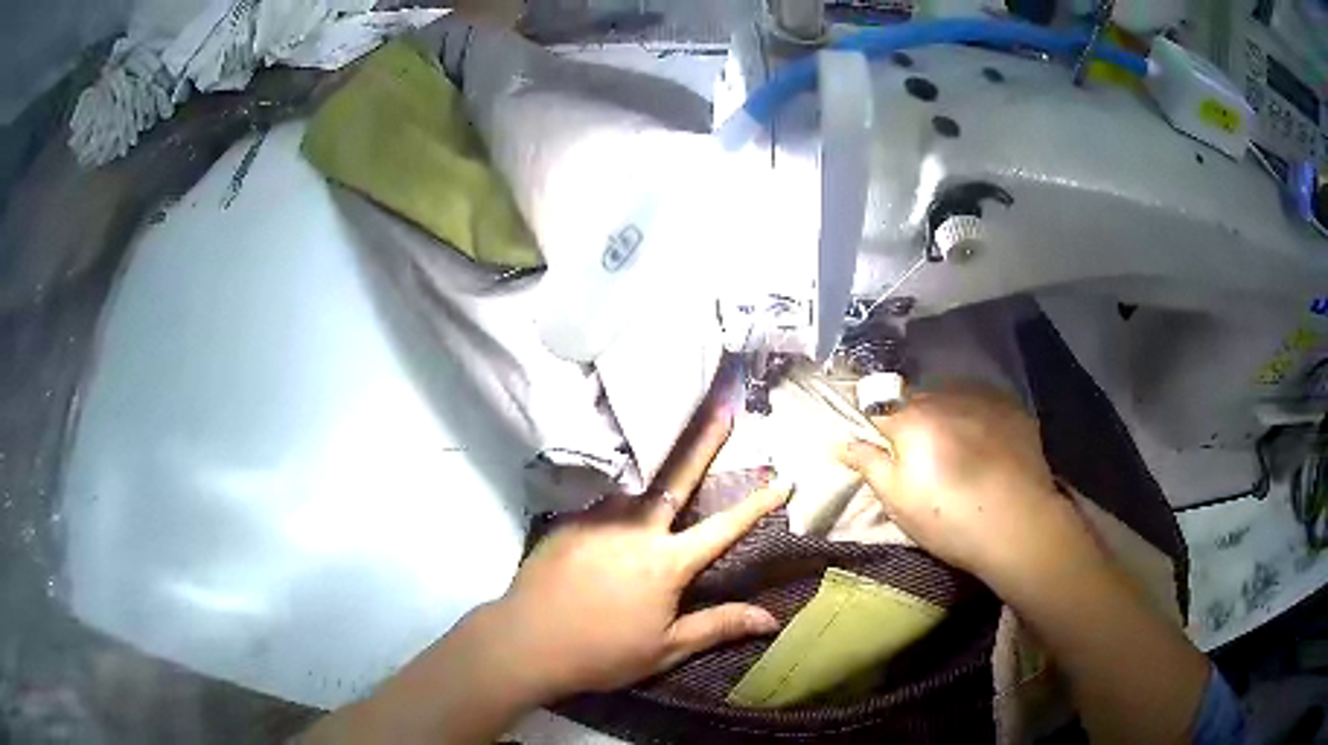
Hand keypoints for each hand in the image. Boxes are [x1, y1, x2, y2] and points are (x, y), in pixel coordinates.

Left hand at [479, 402, 789, 701]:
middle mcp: (636, 529)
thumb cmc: (603, 652)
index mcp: (667, 562)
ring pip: (634, 493)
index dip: (757, 503)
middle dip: (704, 441)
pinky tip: (609, 525)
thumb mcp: (666, 648)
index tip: (783, 478)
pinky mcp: (568, 522)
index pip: (724, 527)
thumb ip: (719, 626)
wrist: (526, 642)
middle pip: (677, 477)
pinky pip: (602, 507)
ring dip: (650, 489)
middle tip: (722, 408)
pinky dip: (616, 510)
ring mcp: (597, 519)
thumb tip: (772, 619)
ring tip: (655, 484)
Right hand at [837, 386, 1072, 579]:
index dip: (874, 420)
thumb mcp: (897, 500)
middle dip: (912, 419)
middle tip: (921, 456)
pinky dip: (978, 419)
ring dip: (947, 416)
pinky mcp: (1012, 409)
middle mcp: (945, 397)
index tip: (879, 440)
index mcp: (911, 419)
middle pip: (917, 399)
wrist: (1018, 524)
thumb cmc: (948, 518)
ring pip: (952, 399)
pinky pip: (984, 405)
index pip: (877, 403)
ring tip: (959, 450)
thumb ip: (868, 464)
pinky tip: (988, 447)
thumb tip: (841, 443)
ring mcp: (983, 399)